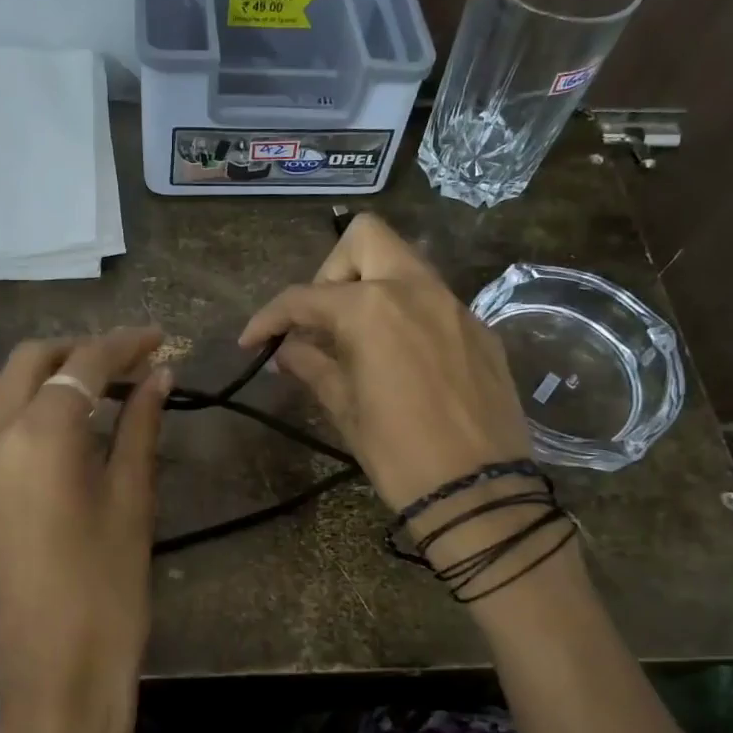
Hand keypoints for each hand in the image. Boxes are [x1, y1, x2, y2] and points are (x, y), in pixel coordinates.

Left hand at [0, 328, 170, 732]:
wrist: (56, 671)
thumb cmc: (109, 587)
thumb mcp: (133, 499)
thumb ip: (140, 426)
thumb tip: (160, 376)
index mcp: (41, 437)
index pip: (84, 366)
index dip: (124, 344)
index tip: (158, 339)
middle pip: (30, 361)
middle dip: (78, 351)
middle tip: (125, 364)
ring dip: (40, 373)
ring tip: (87, 391)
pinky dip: (20, 404)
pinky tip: (59, 428)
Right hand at [239, 214, 533, 510]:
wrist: (479, 493)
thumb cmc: (398, 454)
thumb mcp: (344, 408)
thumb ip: (311, 365)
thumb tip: (285, 350)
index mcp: (372, 309)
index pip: (304, 297)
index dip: (269, 318)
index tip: (251, 341)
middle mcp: (416, 290)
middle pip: (365, 239)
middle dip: (332, 271)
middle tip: (321, 320)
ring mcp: (454, 306)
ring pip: (404, 264)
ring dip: (371, 287)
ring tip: (357, 339)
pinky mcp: (480, 329)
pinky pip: (434, 299)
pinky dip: (406, 313)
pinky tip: (401, 358)